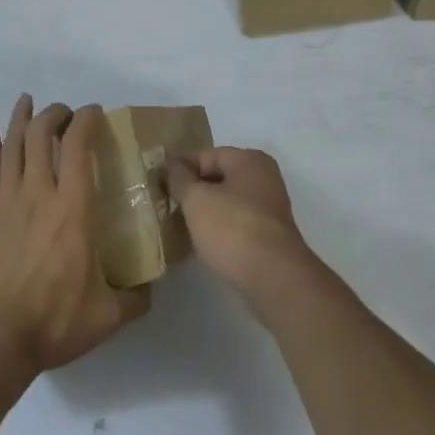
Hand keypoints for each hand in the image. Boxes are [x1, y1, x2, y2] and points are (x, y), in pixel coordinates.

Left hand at [0, 95, 148, 380]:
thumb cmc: (52, 322)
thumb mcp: (106, 316)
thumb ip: (134, 298)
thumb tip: (153, 288)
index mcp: (73, 207)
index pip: (78, 145)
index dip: (86, 120)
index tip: (95, 112)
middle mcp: (39, 193)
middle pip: (41, 134)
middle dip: (55, 114)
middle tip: (67, 113)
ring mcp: (8, 201)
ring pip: (13, 145)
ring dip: (22, 118)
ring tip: (28, 101)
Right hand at [167, 147, 317, 304]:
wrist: (274, 279)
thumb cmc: (233, 229)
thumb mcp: (196, 199)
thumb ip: (179, 178)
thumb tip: (169, 166)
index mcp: (249, 160)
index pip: (207, 155)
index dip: (181, 167)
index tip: (160, 184)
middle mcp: (264, 177)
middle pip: (219, 177)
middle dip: (194, 190)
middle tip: (170, 205)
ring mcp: (270, 208)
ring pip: (228, 202)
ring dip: (207, 211)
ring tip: (183, 225)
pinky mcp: (271, 237)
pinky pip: (238, 224)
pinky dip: (221, 229)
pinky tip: (205, 243)